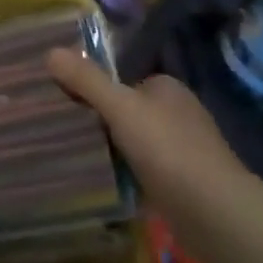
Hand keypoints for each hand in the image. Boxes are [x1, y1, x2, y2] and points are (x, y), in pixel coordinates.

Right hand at [46, 48, 240, 216]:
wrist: (212, 211)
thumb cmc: (167, 148)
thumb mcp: (120, 107)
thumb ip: (87, 81)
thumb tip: (50, 51)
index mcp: (167, 88)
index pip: (122, 79)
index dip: (93, 85)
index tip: (62, 96)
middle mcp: (176, 113)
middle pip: (126, 109)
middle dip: (98, 118)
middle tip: (59, 126)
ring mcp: (180, 149)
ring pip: (131, 140)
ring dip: (108, 147)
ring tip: (68, 152)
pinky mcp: (178, 181)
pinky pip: (139, 168)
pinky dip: (121, 172)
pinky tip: (98, 177)